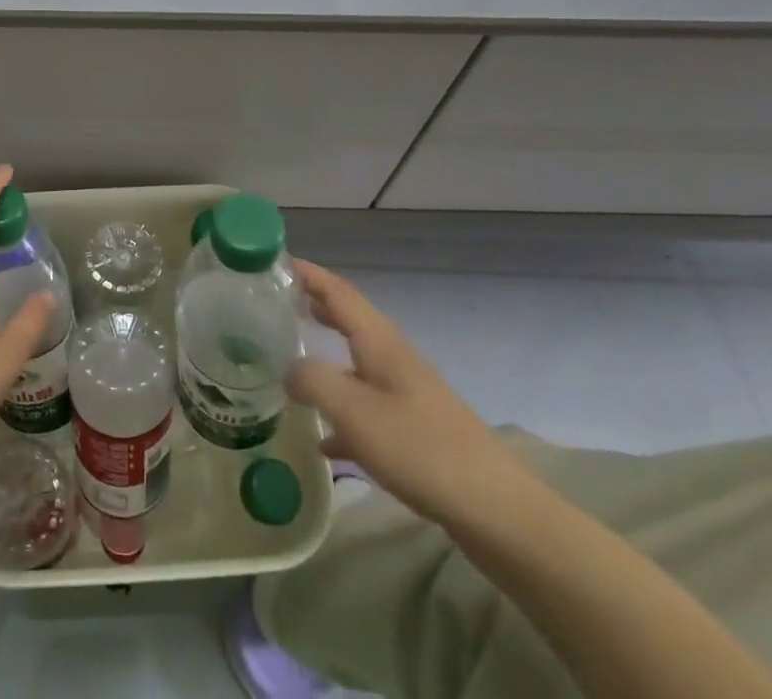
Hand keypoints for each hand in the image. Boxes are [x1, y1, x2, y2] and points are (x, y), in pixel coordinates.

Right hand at [287, 260, 536, 526]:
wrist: (494, 510)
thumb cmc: (419, 448)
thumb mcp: (354, 411)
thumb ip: (313, 381)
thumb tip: (288, 370)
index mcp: (379, 342)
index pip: (339, 292)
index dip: (309, 273)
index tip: (276, 261)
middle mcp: (393, 358)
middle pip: (350, 320)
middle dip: (317, 306)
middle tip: (279, 303)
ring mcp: (408, 394)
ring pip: (357, 362)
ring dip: (327, 354)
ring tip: (292, 359)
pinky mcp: (416, 429)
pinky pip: (368, 407)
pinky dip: (343, 410)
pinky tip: (325, 439)